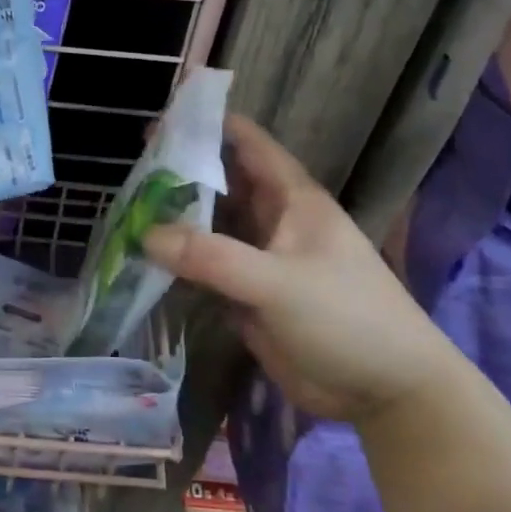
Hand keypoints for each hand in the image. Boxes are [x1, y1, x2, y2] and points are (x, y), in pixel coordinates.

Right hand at [142, 115, 456, 423]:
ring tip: (124, 208)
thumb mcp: (279, 283)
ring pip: (208, 226)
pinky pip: (204, 268)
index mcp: (291, 199)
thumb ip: (213, 258)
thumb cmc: (346, 319)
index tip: (159, 119)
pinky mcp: (246, 296)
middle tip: (128, 168)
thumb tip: (146, 234)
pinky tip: (142, 258)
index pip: (246, 143)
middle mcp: (271, 221)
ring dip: (173, 218)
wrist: (386, 392)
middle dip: (178, 171)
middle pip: (219, 182)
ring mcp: (258, 259)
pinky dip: (176, 262)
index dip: (207, 124)